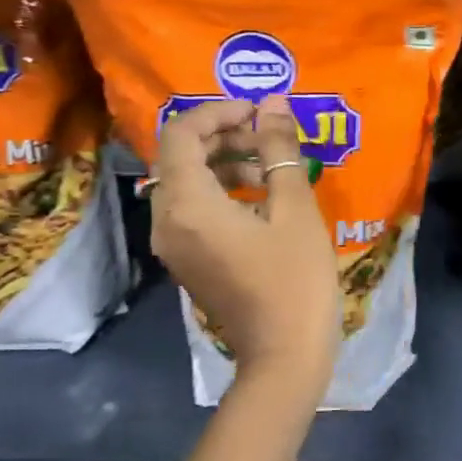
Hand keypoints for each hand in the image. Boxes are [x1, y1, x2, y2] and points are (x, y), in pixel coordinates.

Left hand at [150, 96, 338, 388]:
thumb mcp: (295, 209)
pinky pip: (192, 208)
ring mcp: (173, 244)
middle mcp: (167, 221)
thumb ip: (280, 151)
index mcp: (188, 204)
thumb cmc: (295, 280)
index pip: (182, 134)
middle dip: (223, 136)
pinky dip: (221, 190)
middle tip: (269, 136)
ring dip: (224, 162)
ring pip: (185, 182)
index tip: (259, 112)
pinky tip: (262, 199)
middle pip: (179, 156)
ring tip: (272, 168)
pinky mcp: (187, 259)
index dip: (218, 112)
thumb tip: (273, 104)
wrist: (284, 356)